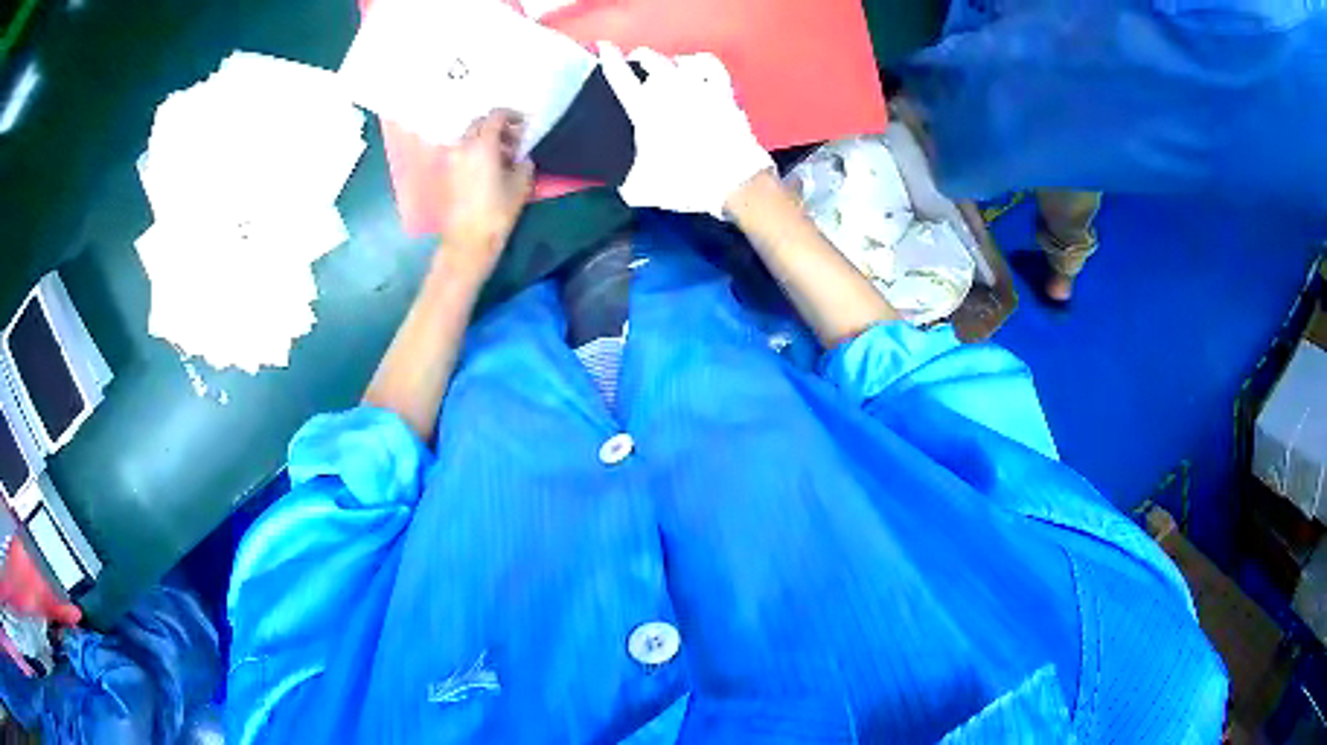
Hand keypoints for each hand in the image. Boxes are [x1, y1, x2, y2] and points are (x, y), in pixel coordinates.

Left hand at [437, 109, 535, 278]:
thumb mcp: (521, 184)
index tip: (522, 124)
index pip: (495, 116)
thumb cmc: (497, 211)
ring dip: (484, 139)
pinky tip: (487, 167)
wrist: (468, 240)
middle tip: (512, 139)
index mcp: (482, 144)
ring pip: (468, 138)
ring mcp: (451, 160)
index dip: (511, 116)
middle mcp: (463, 147)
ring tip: (500, 156)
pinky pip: (462, 152)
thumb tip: (521, 156)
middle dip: (496, 126)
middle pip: (478, 124)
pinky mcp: (447, 174)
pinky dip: (474, 152)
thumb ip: (523, 162)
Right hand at [598, 42, 773, 218]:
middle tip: (637, 61)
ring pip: (680, 60)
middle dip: (641, 57)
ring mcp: (700, 88)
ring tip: (668, 66)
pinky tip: (698, 65)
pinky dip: (701, 62)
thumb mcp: (643, 188)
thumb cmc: (686, 183)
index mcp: (645, 110)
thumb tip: (625, 183)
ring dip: (670, 61)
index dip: (609, 58)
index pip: (620, 76)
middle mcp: (671, 91)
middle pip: (651, 59)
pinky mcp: (723, 93)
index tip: (605, 47)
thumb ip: (628, 180)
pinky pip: (711, 66)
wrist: (732, 182)